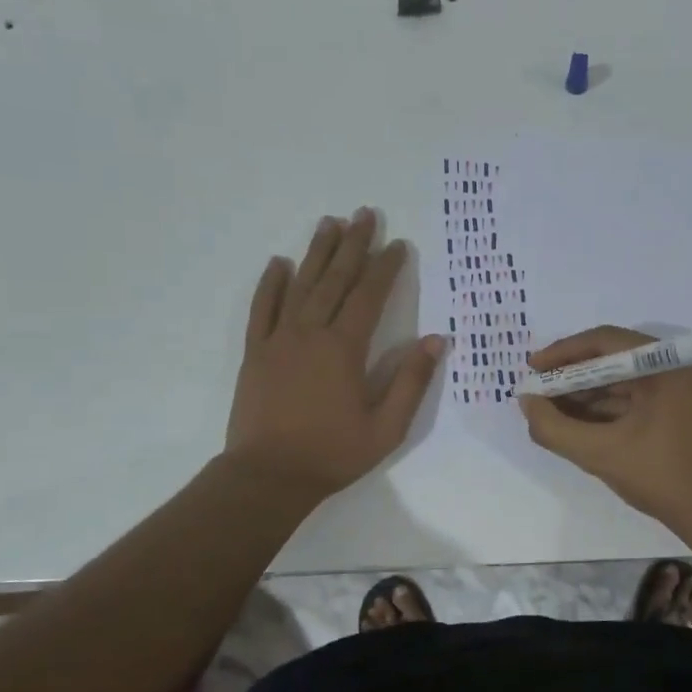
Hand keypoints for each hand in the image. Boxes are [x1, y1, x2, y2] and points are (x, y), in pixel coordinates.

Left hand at [225, 209, 444, 497]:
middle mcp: (310, 333)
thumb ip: (411, 382)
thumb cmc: (332, 454)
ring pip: (300, 285)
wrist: (267, 476)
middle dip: (353, 245)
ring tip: (329, 223)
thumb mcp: (386, 427)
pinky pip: (262, 309)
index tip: (399, 244)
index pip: (369, 296)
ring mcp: (278, 340)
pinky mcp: (255, 352)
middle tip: (364, 214)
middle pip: (335, 279)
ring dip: (317, 253)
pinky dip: (270, 284)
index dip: (386, 268)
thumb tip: (437, 341)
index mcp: (344, 349)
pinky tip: (278, 263)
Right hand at [519, 326, 691, 528]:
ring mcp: (685, 386)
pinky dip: (608, 408)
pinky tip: (578, 422)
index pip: (604, 341)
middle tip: (538, 393)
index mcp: (667, 363)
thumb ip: (554, 427)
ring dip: (587, 394)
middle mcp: (680, 364)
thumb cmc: (662, 477)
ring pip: (624, 379)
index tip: (532, 369)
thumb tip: (526, 402)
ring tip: (551, 410)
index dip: (562, 353)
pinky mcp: (685, 406)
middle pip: (614, 358)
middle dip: (572, 377)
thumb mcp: (600, 453)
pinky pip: (638, 396)